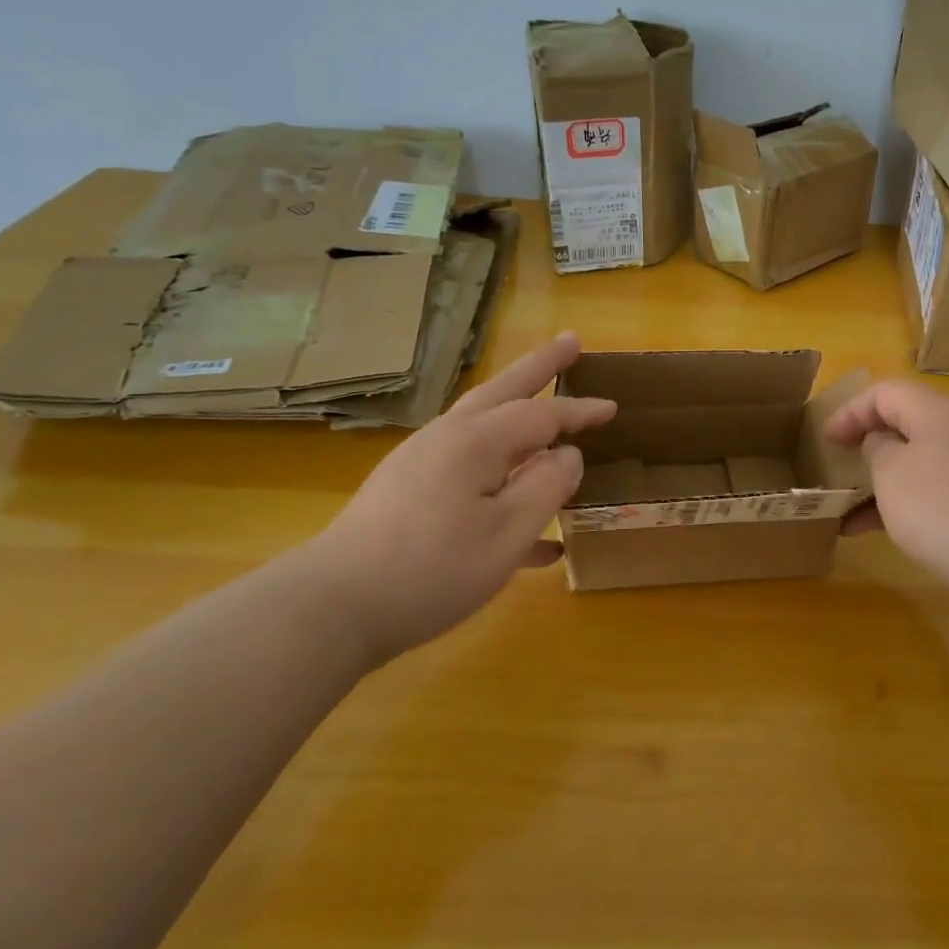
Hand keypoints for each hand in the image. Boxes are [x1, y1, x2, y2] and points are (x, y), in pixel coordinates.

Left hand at [298, 333, 613, 666]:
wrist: (335, 607)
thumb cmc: (432, 569)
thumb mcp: (507, 534)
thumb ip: (546, 487)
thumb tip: (568, 455)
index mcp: (476, 442)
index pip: (541, 414)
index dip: (580, 411)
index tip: (614, 406)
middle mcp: (448, 439)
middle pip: (505, 391)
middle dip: (541, 367)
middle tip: (572, 341)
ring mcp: (424, 463)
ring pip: (484, 425)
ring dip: (520, 409)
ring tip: (547, 401)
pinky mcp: (410, 493)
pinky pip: (468, 474)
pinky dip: (500, 479)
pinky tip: (532, 531)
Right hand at [826, 379, 948, 602]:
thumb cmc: (941, 508)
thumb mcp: (890, 474)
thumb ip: (877, 449)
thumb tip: (885, 444)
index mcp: (939, 409)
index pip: (886, 391)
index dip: (850, 411)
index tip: (825, 440)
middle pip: (909, 422)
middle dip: (870, 445)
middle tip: (843, 467)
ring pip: (924, 459)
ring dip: (887, 480)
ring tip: (854, 510)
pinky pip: (943, 487)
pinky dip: (912, 500)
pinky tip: (885, 532)